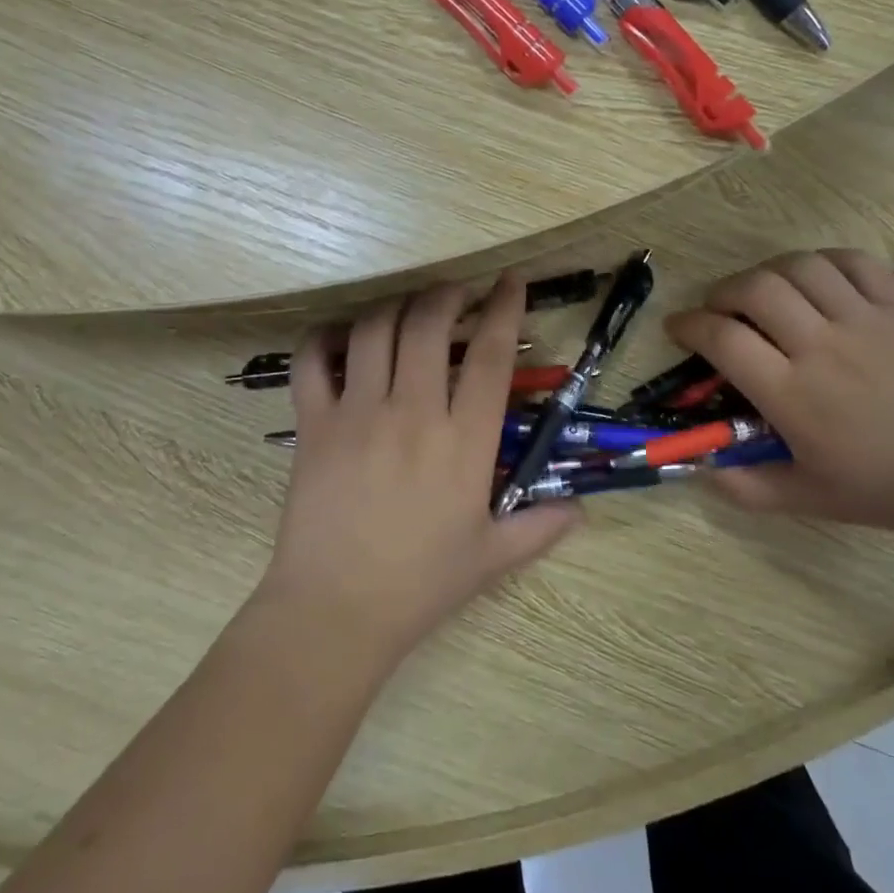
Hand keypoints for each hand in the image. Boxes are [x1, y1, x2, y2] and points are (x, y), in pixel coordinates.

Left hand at [258, 273, 580, 662]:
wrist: (335, 610)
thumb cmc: (420, 584)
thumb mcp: (492, 558)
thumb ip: (540, 526)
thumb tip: (580, 508)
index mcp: (464, 443)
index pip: (490, 356)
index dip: (504, 309)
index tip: (510, 281)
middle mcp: (413, 413)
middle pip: (429, 324)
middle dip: (446, 294)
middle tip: (456, 293)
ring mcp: (358, 413)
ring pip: (375, 330)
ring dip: (395, 307)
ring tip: (408, 309)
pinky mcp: (314, 423)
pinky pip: (313, 361)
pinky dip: (325, 337)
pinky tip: (343, 336)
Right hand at [666, 250, 893, 536]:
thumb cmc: (889, 488)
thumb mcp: (810, 499)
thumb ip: (747, 488)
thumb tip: (699, 471)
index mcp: (794, 395)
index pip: (723, 339)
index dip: (689, 326)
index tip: (679, 328)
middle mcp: (822, 347)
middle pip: (754, 290)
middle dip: (722, 292)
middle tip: (719, 309)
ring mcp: (865, 321)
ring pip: (799, 267)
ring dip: (767, 272)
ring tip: (763, 292)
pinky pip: (853, 261)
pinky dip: (822, 261)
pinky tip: (814, 279)